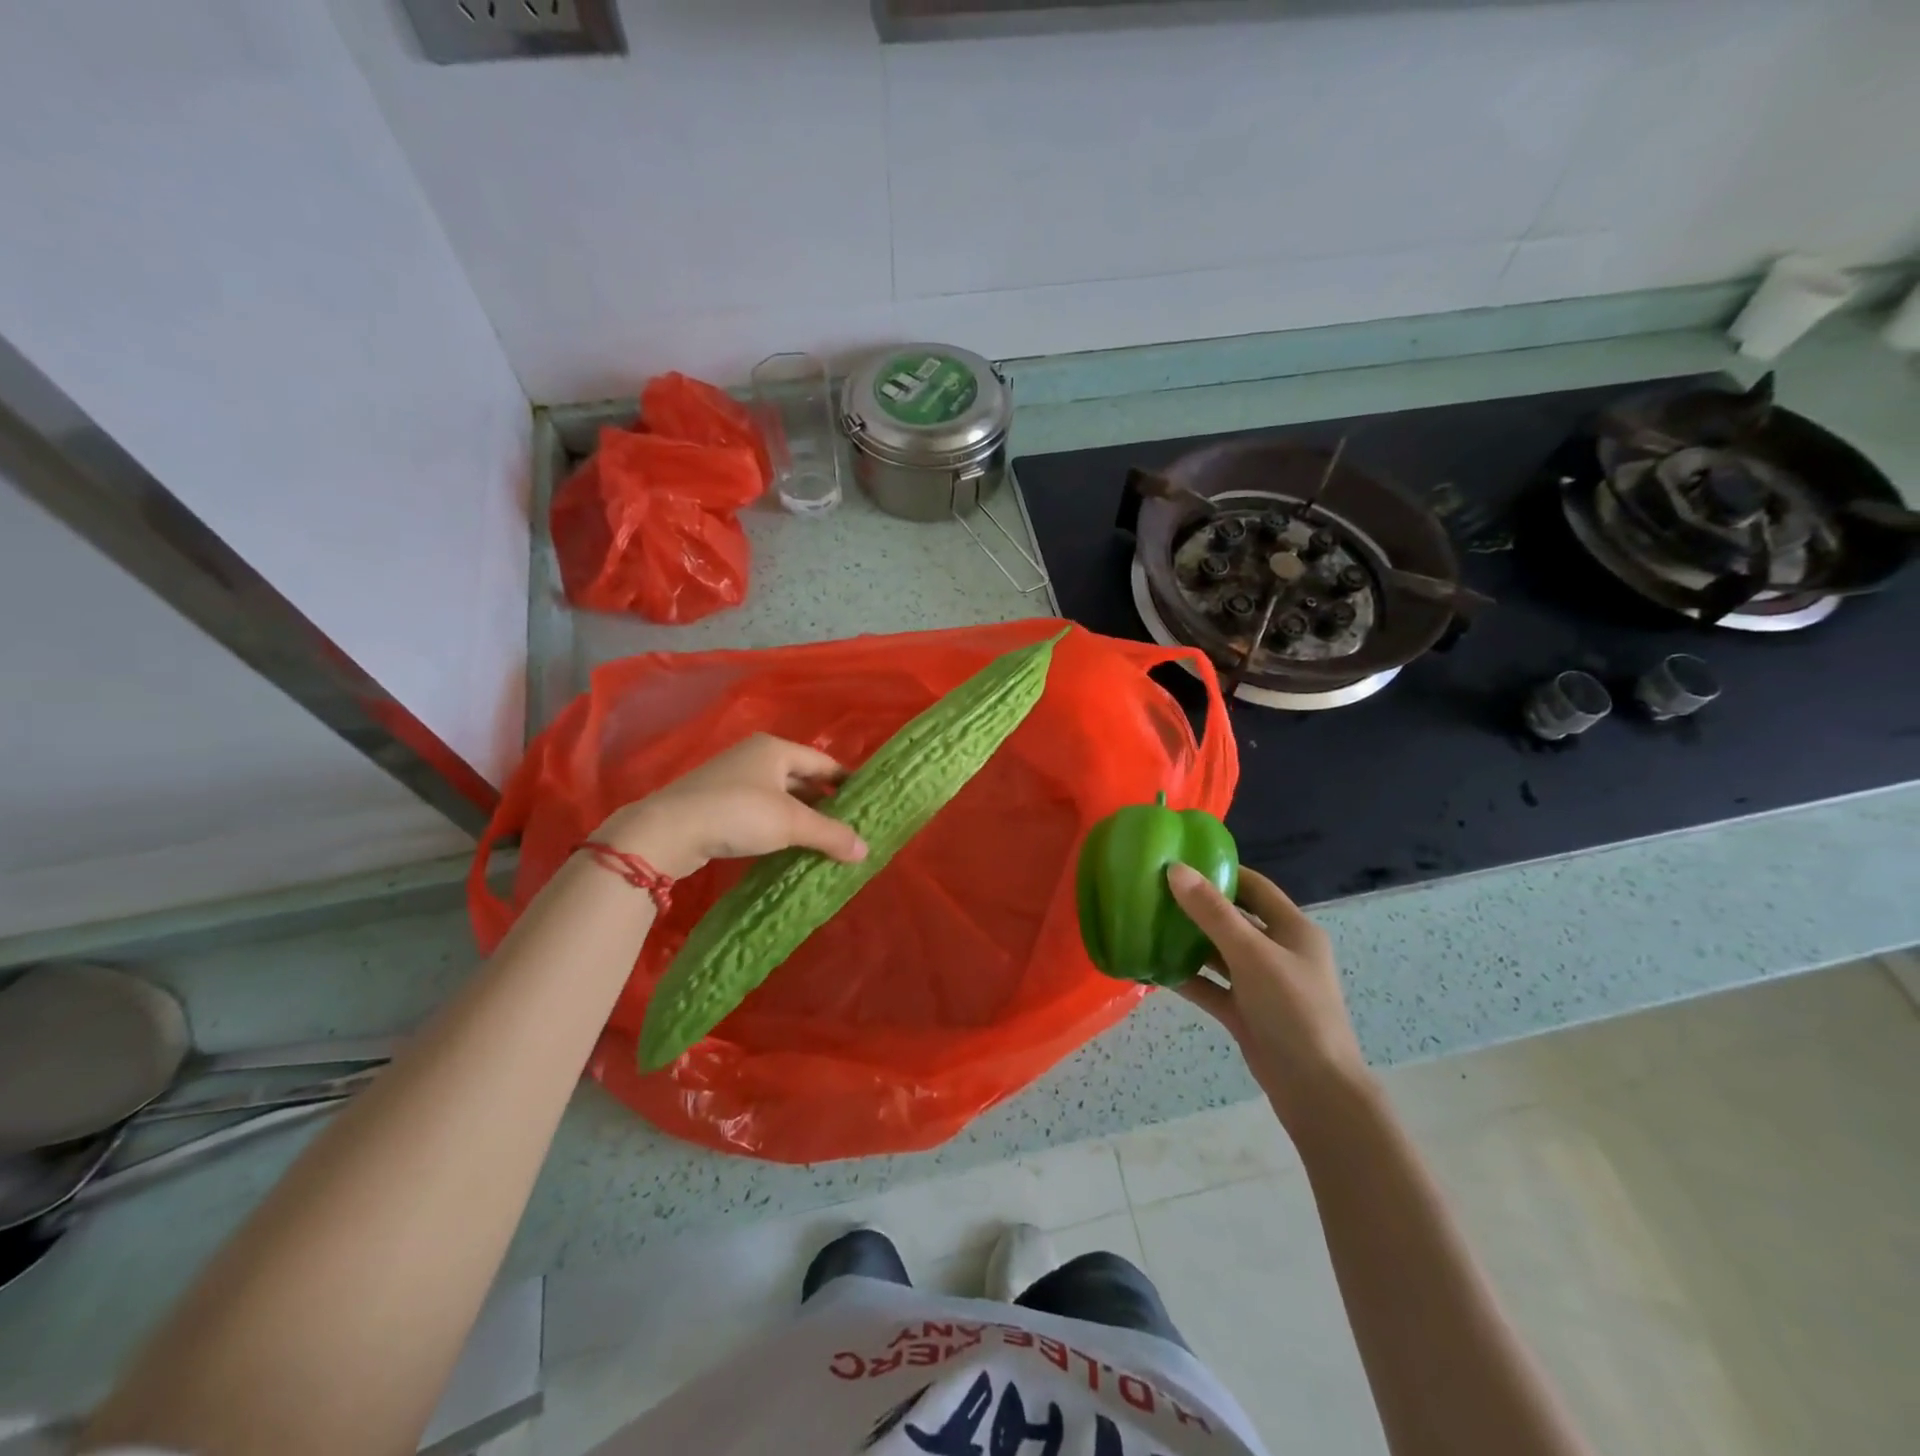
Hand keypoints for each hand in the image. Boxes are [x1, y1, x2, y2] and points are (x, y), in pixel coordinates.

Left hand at [594, 734, 868, 879]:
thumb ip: (830, 834)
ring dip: (801, 816)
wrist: (667, 831)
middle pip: (802, 778)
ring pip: (780, 796)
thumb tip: (866, 850)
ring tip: (823, 840)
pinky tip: (788, 845)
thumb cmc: (738, 813)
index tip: (866, 804)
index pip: (823, 763)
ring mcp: (733, 779)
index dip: (846, 782)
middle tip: (848, 827)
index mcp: (775, 749)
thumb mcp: (791, 823)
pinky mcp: (717, 803)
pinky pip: (761, 810)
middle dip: (825, 802)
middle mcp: (755, 757)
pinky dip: (778, 825)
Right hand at [1166, 864, 1372, 1135]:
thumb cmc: (1293, 1010)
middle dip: (1197, 906)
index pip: (1255, 887)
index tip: (1181, 861)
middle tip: (1154, 891)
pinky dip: (1187, 977)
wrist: (1315, 1090)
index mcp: (1293, 930)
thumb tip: (1176, 869)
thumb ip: (1212, 913)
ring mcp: (1261, 984)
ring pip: (1219, 953)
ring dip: (1188, 942)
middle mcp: (1278, 952)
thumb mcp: (1251, 954)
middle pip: (1234, 919)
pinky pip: (1211, 986)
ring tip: (1147, 924)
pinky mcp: (1245, 1012)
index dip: (1222, 871)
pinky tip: (1153, 968)